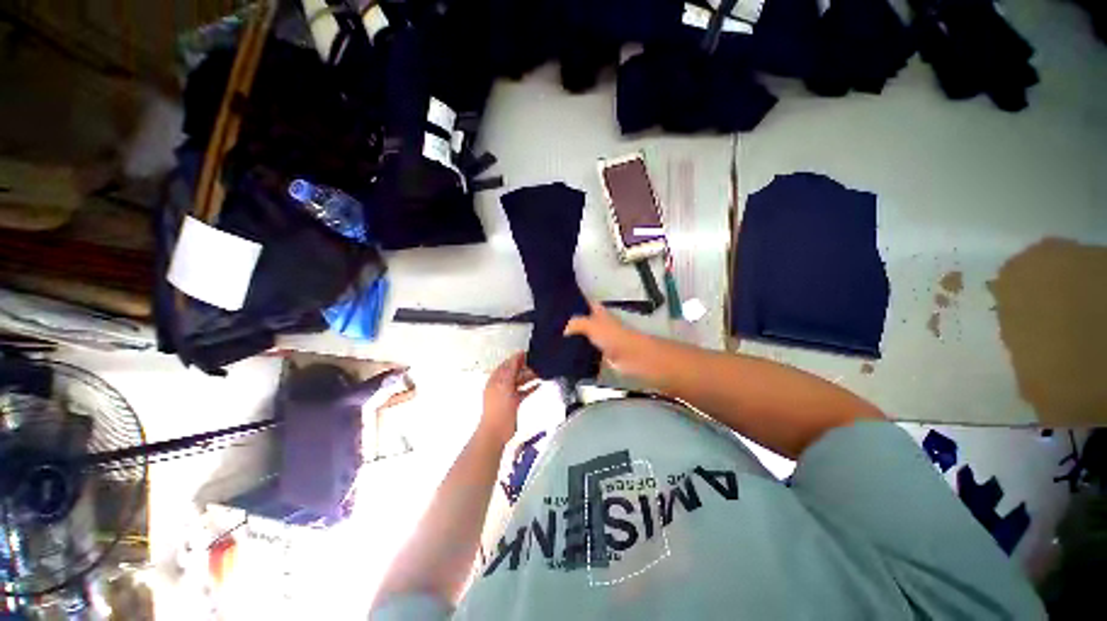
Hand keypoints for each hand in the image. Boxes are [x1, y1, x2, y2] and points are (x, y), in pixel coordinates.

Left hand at [480, 352, 538, 445]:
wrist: (496, 431)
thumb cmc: (498, 408)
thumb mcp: (504, 385)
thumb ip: (510, 370)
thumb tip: (517, 356)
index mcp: (496, 379)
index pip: (507, 364)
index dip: (517, 358)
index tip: (529, 353)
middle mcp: (501, 385)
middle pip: (514, 372)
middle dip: (525, 367)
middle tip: (537, 363)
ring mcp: (507, 394)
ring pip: (520, 381)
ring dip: (529, 376)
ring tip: (541, 372)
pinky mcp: (514, 403)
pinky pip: (523, 391)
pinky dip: (530, 387)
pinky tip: (539, 385)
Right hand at [564, 302, 660, 380]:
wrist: (630, 356)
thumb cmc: (612, 335)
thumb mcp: (590, 324)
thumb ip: (576, 323)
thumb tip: (564, 330)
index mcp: (599, 312)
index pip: (586, 303)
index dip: (575, 302)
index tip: (560, 304)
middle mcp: (600, 324)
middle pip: (584, 321)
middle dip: (571, 324)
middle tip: (553, 327)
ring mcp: (602, 340)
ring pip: (585, 338)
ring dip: (574, 341)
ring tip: (556, 343)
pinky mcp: (602, 355)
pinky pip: (587, 354)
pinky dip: (580, 356)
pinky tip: (567, 358)